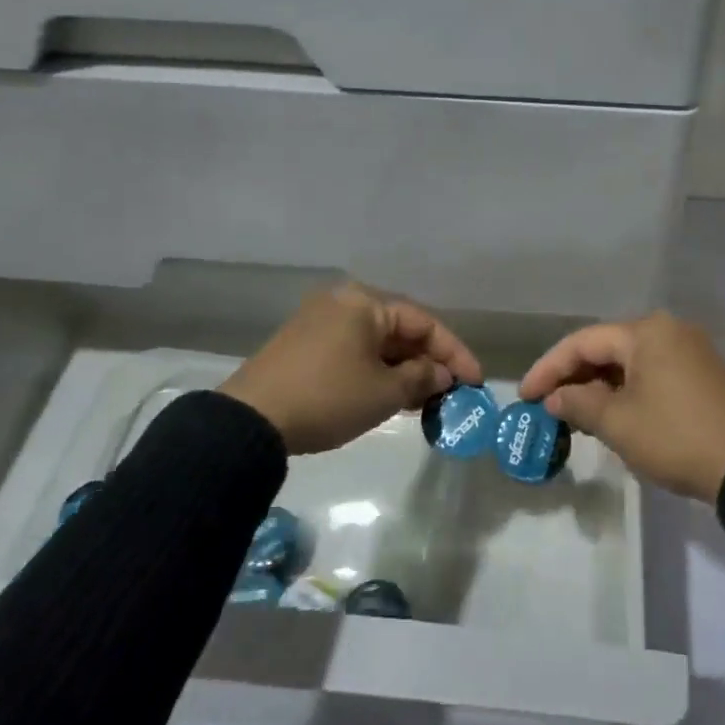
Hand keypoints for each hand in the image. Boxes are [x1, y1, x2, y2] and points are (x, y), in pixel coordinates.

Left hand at [221, 283, 482, 455]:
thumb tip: (442, 375)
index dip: (454, 352)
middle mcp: (343, 302)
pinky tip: (391, 394)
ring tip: (426, 399)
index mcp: (364, 302)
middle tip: (451, 392)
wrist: (250, 422)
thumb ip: (421, 378)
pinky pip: (355, 351)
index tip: (475, 381)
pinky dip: (377, 370)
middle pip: (400, 329)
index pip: (424, 322)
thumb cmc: (327, 397)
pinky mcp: (304, 344)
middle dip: (428, 361)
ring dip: (404, 368)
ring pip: (377, 342)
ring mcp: (320, 322)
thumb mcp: (384, 392)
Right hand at [518, 311, 724, 502]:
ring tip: (572, 414)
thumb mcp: (618, 422)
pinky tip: (609, 413)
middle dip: (573, 377)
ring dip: (598, 386)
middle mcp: (668, 330)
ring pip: (629, 362)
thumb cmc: (675, 436)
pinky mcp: (701, 374)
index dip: (548, 368)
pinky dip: (625, 390)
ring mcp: (689, 350)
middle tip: (545, 405)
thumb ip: (578, 403)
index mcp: (646, 332)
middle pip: (607, 348)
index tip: (523, 395)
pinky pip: (650, 373)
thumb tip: (554, 398)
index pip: (583, 342)